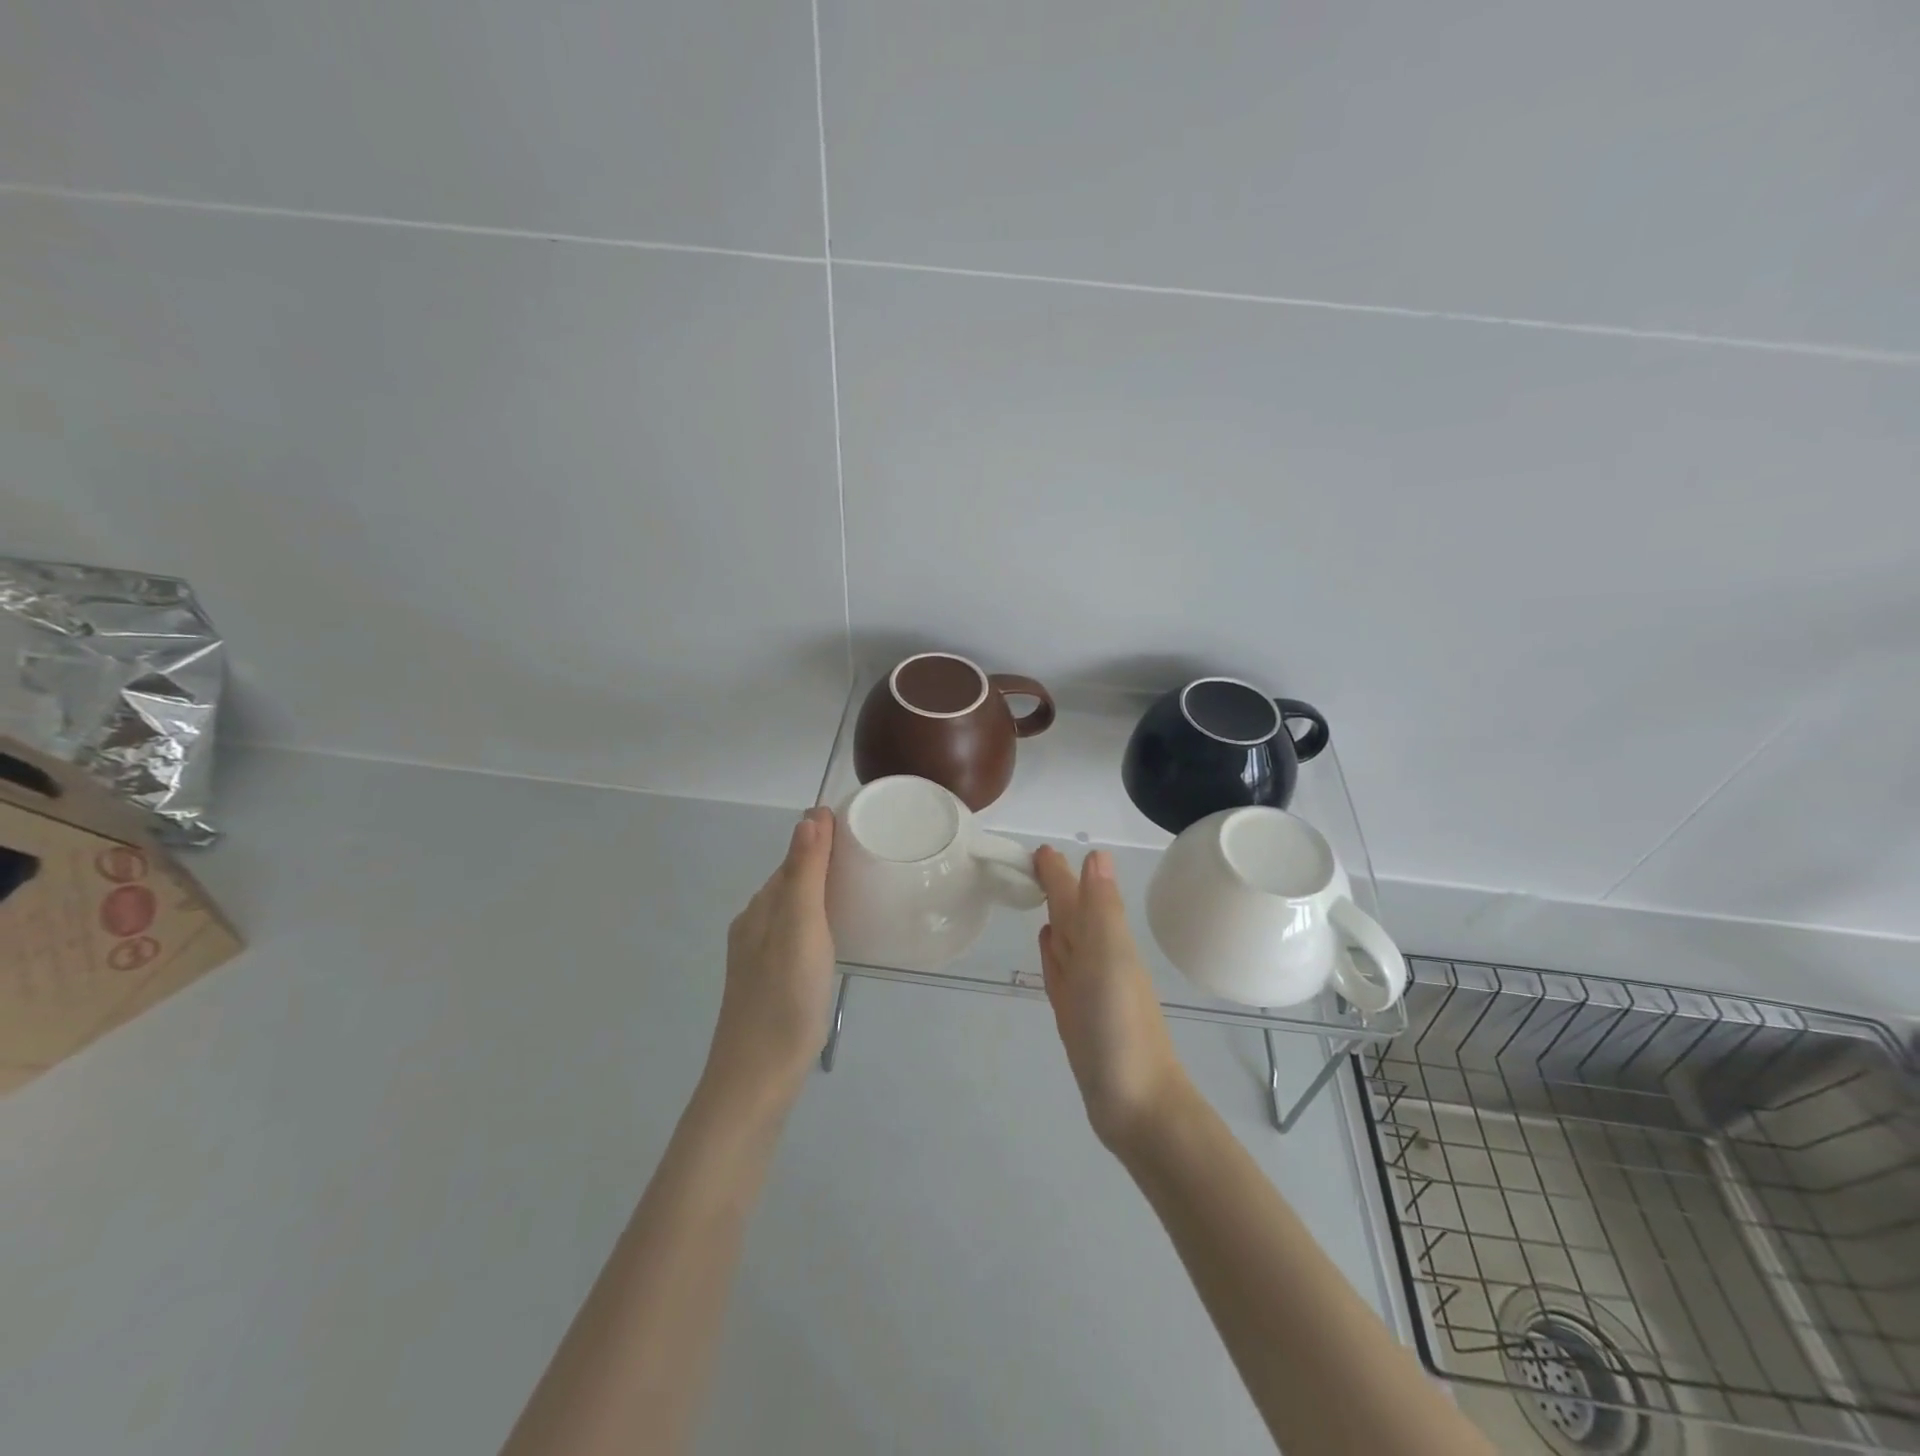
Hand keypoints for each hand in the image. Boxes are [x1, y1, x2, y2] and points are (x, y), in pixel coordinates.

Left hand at [706, 807, 837, 1112]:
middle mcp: (754, 926)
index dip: (821, 840)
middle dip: (823, 865)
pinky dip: (818, 924)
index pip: (792, 859)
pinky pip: (796, 936)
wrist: (757, 1079)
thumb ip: (804, 873)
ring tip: (861, 893)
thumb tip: (810, 816)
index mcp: (760, 909)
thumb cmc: (784, 998)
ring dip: (821, 895)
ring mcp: (759, 958)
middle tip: (869, 857)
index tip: (859, 828)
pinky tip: (836, 939)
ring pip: (793, 912)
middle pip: (791, 883)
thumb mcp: (800, 928)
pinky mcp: (770, 983)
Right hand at [1033, 846, 1188, 1151]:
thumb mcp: (1110, 958)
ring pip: (1066, 939)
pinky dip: (1052, 953)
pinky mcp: (1075, 1014)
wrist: (1137, 1105)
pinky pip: (1059, 971)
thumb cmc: (1120, 1027)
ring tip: (1039, 895)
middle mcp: (1097, 958)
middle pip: (1072, 913)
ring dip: (1055, 916)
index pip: (1077, 895)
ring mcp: (1086, 988)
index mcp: (1105, 940)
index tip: (1040, 849)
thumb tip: (1096, 855)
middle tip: (1034, 862)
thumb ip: (1101, 908)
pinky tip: (1047, 944)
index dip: (1060, 873)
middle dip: (1056, 887)